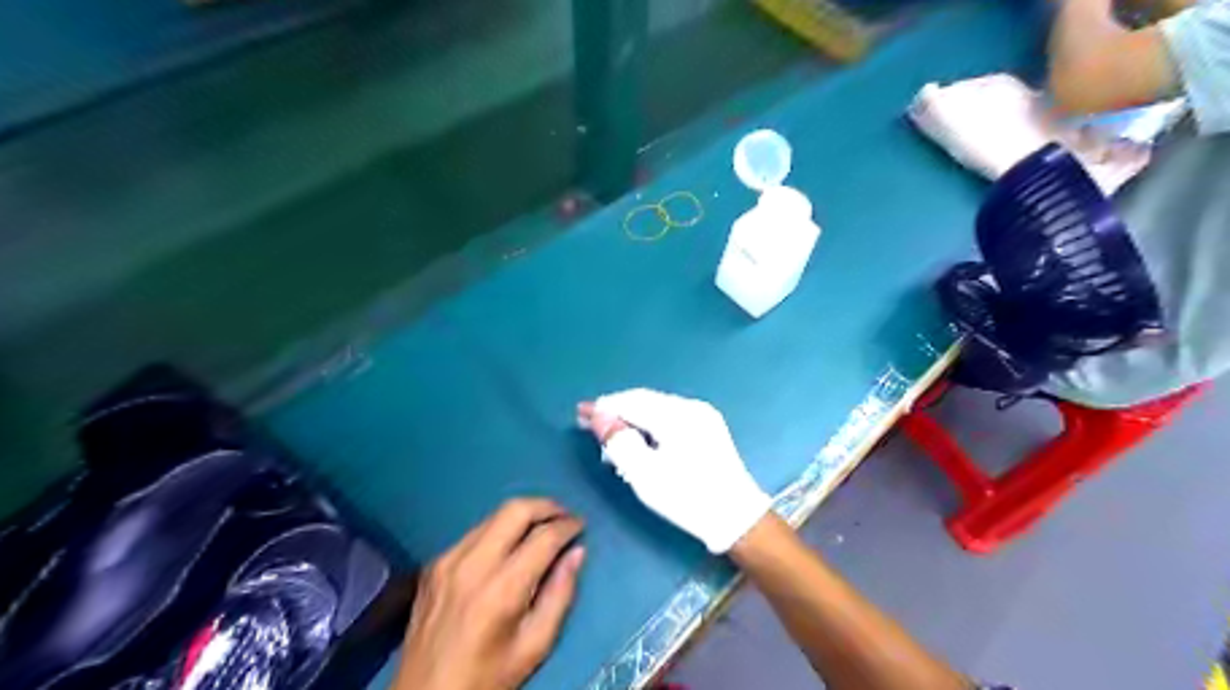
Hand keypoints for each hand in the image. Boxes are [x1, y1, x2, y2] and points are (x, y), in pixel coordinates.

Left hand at [395, 500, 585, 689]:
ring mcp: (448, 560)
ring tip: (542, 526)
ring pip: (493, 515)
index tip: (581, 525)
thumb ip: (560, 595)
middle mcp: (472, 565)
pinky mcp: (434, 563)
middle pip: (515, 510)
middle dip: (546, 506)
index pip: (543, 538)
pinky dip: (499, 530)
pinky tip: (508, 547)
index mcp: (501, 590)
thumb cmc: (486, 677)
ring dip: (522, 515)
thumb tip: (577, 552)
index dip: (568, 526)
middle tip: (564, 515)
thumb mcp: (534, 646)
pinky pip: (474, 532)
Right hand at [576, 388, 764, 555]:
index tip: (580, 413)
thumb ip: (618, 441)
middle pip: (644, 401)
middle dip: (617, 411)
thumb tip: (598, 415)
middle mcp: (691, 407)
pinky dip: (650, 424)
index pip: (631, 401)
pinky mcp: (708, 428)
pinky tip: (639, 439)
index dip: (604, 407)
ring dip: (632, 418)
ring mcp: (703, 416)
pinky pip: (670, 417)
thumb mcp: (644, 474)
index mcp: (677, 415)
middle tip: (590, 425)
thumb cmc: (687, 498)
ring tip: (611, 436)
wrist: (736, 518)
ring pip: (657, 408)